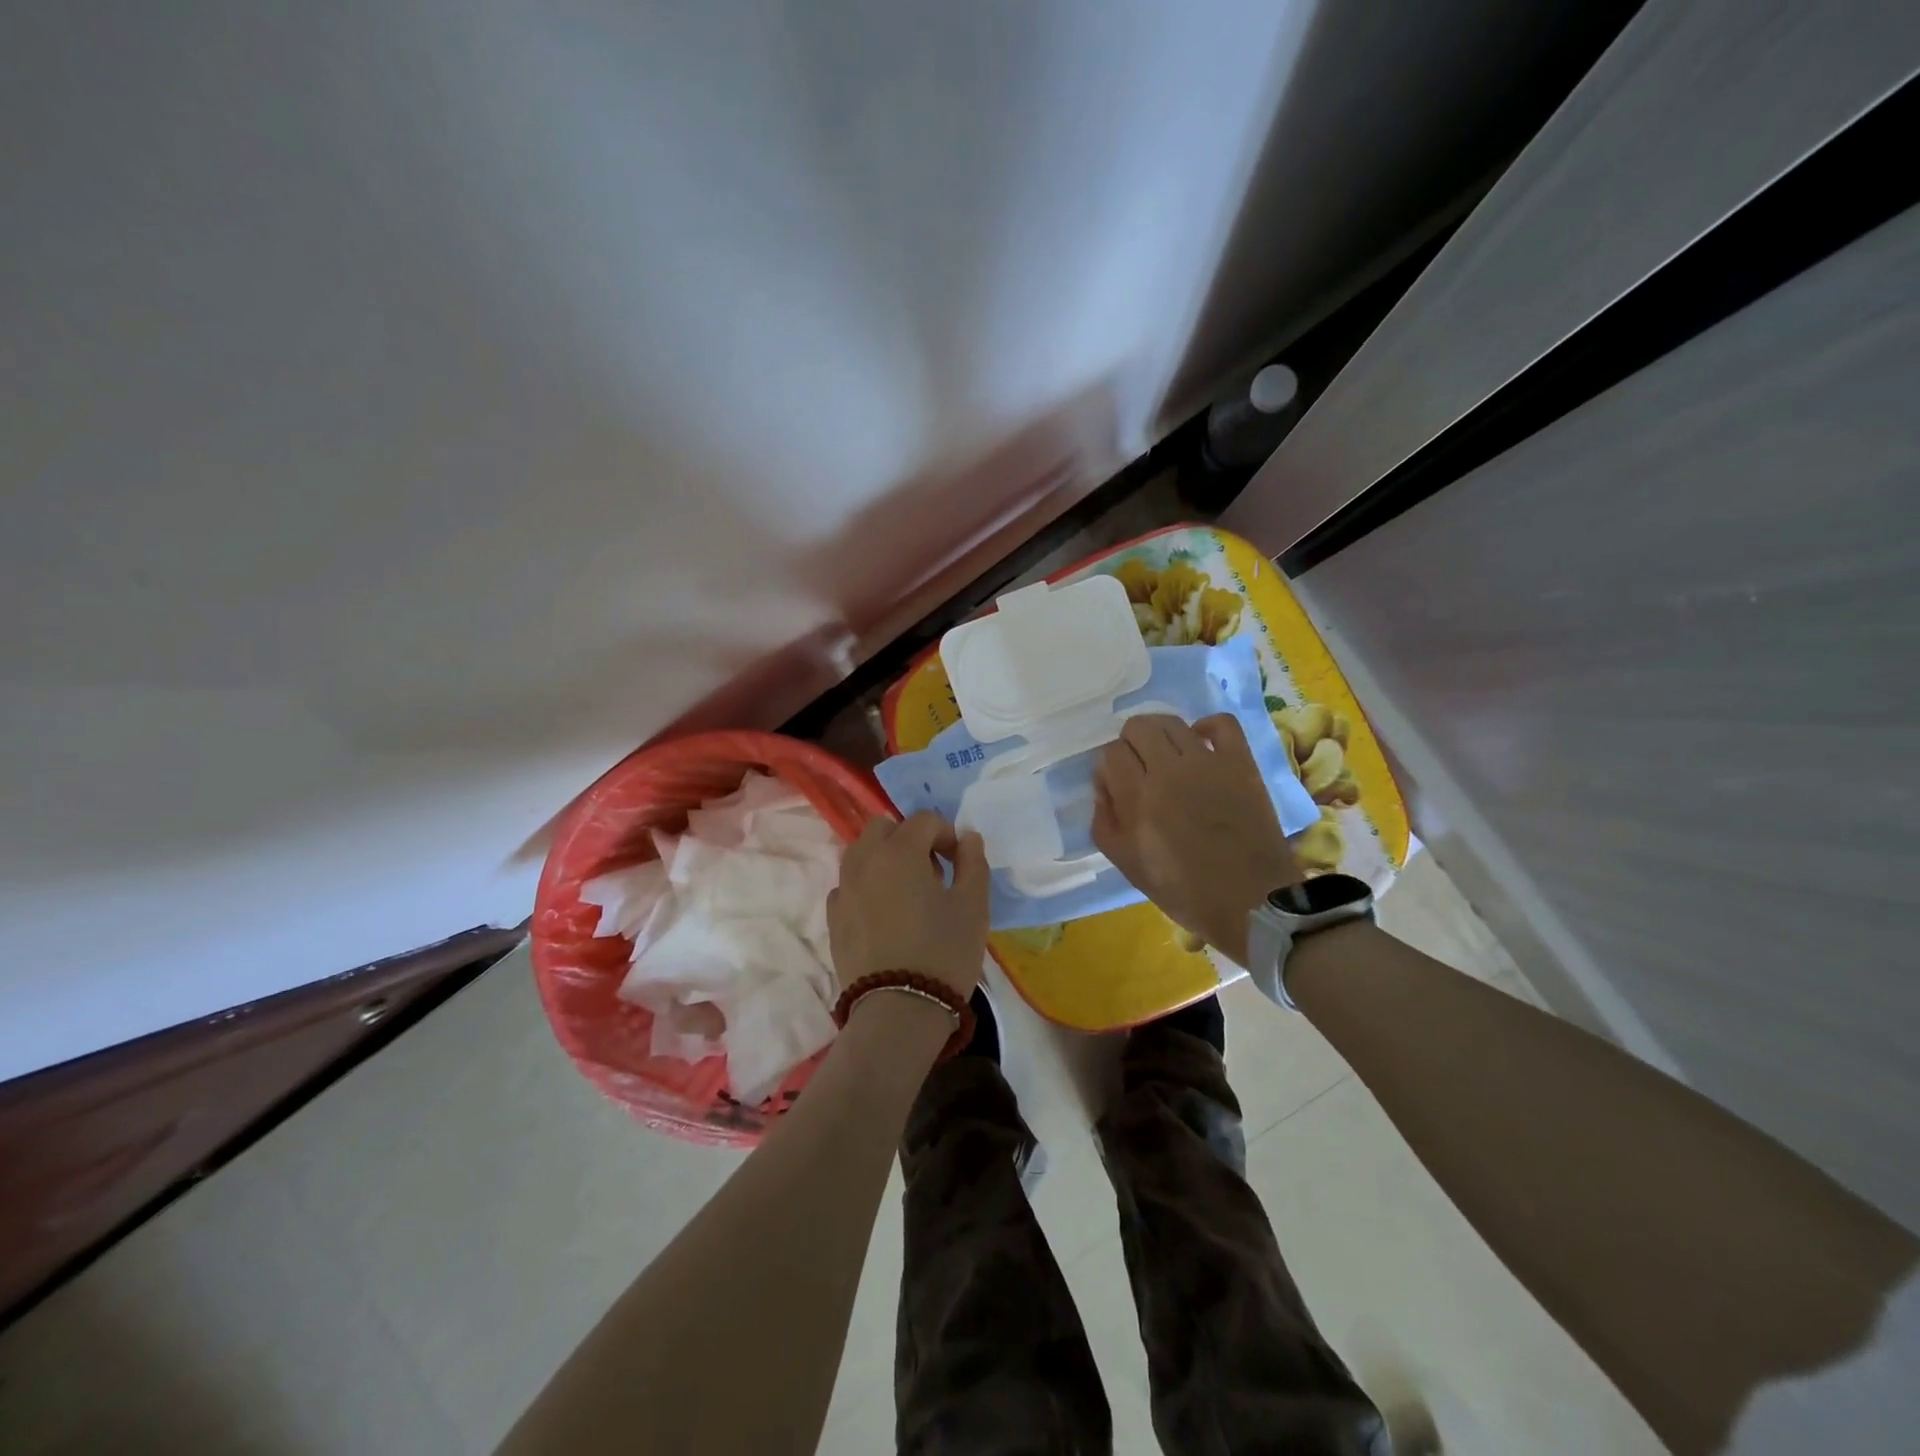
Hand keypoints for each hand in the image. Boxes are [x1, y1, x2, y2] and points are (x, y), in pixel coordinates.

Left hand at [828, 812, 988, 999]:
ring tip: (908, 892)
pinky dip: (866, 886)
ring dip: (885, 858)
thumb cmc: (944, 951)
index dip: (947, 835)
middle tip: (932, 871)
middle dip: (909, 838)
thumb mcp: (973, 906)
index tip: (959, 863)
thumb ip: (973, 862)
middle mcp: (864, 860)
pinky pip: (849, 885)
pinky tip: (884, 914)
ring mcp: (843, 889)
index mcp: (899, 851)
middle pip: (884, 827)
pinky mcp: (833, 917)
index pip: (925, 820)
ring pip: (861, 853)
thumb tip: (967, 837)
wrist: (898, 1009)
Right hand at [1092, 714, 1301, 966]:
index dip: (1110, 768)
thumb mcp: (1126, 864)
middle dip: (1130, 744)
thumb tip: (1105, 788)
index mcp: (1137, 797)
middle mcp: (1169, 770)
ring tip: (1167, 757)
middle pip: (1137, 727)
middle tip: (1140, 769)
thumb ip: (1104, 822)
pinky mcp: (1240, 762)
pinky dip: (1206, 727)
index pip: (1111, 753)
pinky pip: (1221, 723)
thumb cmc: (1183, 890)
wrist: (1250, 901)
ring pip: (1171, 722)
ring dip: (1161, 735)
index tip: (1118, 786)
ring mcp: (1207, 762)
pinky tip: (1200, 744)